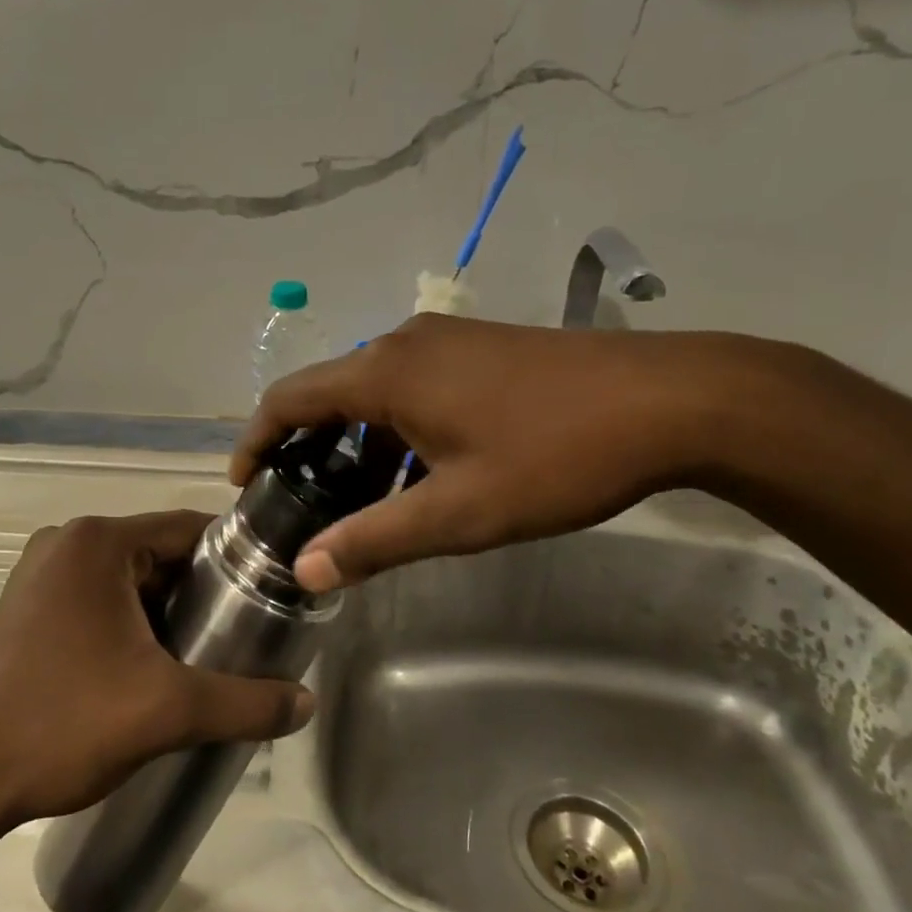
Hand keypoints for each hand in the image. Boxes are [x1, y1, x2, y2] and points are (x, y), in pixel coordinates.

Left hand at [0, 511, 314, 825]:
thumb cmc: (63, 725)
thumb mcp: (167, 712)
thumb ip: (246, 703)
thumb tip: (307, 704)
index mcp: (98, 541)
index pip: (189, 529)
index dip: (236, 559)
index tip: (270, 593)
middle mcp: (66, 542)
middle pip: (160, 553)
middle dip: (201, 591)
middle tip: (240, 635)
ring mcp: (39, 573)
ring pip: (129, 578)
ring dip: (166, 609)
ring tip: (201, 655)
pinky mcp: (26, 607)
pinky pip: (98, 597)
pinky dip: (130, 620)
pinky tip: (147, 664)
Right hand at [233, 314, 761, 591]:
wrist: (667, 399)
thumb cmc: (554, 455)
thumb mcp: (459, 512)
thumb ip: (376, 539)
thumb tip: (306, 571)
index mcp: (385, 372)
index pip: (290, 398)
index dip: (257, 440)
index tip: (244, 484)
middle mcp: (404, 343)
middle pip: (331, 392)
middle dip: (308, 449)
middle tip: (303, 506)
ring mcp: (447, 340)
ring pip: (376, 391)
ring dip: (358, 442)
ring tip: (363, 500)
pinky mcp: (481, 348)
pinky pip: (414, 386)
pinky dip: (397, 428)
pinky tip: (424, 472)